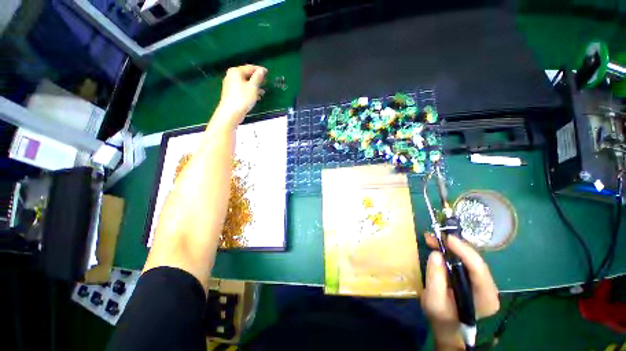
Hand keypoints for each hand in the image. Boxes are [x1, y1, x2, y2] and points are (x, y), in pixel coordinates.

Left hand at [214, 64, 266, 128]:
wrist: (231, 112)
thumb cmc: (243, 98)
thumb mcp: (253, 87)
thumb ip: (258, 77)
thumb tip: (262, 70)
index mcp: (236, 71)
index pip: (250, 67)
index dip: (259, 70)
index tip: (268, 73)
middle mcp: (231, 75)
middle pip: (246, 74)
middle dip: (257, 79)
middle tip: (265, 83)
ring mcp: (230, 84)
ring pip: (245, 82)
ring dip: (254, 86)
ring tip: (263, 92)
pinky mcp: (231, 93)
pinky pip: (242, 88)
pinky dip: (249, 91)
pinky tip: (256, 97)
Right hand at [421, 234, 499, 349]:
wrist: (445, 322)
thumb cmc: (440, 315)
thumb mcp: (434, 301)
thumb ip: (435, 278)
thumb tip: (436, 254)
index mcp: (485, 298)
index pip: (479, 270)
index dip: (465, 251)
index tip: (448, 238)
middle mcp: (489, 287)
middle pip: (475, 261)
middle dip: (455, 246)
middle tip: (436, 236)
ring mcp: (482, 281)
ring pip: (469, 257)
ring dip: (451, 246)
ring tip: (432, 238)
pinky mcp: (473, 276)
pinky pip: (463, 259)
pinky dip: (450, 250)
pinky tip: (437, 244)